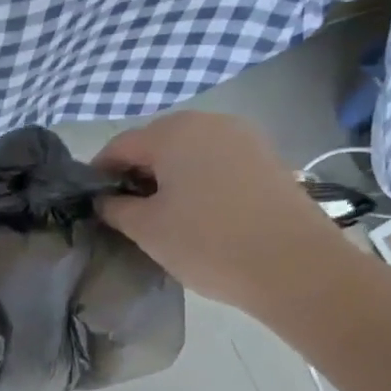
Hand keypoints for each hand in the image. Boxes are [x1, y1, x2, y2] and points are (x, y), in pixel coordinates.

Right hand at [94, 112, 346, 312]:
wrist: (297, 268)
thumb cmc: (208, 243)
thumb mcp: (147, 229)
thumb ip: (116, 208)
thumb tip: (105, 199)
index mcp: (172, 132)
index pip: (119, 146)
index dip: (100, 172)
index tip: (93, 201)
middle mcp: (208, 122)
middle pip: (156, 143)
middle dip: (137, 172)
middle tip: (128, 211)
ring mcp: (243, 138)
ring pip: (189, 152)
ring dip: (170, 176)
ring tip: (165, 214)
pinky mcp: (267, 159)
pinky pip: (217, 161)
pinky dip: (200, 180)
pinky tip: (200, 212)